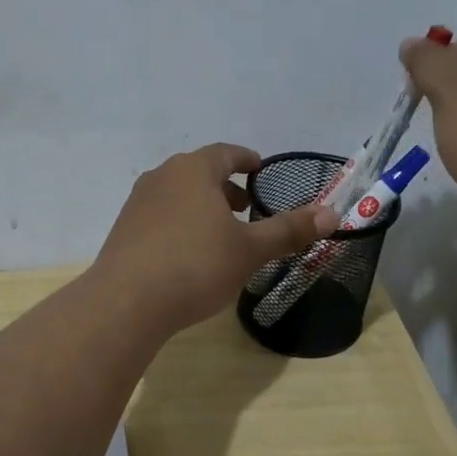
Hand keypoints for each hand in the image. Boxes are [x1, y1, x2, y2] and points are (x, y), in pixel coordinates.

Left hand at [93, 144, 337, 334]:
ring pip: (177, 194)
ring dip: (201, 205)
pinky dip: (180, 222)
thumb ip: (288, 230)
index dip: (246, 159)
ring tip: (219, 232)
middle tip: (245, 207)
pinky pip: (160, 215)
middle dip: (224, 186)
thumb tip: (332, 214)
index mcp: (193, 170)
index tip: (259, 168)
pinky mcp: (124, 229)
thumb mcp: (249, 250)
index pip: (225, 153)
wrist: (126, 302)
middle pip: (199, 172)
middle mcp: (162, 177)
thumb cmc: (195, 266)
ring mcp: (138, 203)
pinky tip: (188, 253)